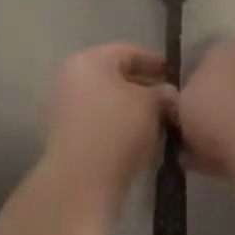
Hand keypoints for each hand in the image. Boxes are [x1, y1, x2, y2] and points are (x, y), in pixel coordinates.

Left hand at [42, 43, 173, 209]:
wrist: (80, 183)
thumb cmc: (117, 129)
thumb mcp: (150, 105)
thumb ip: (162, 93)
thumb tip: (168, 94)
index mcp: (87, 61)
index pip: (126, 51)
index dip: (153, 61)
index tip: (173, 73)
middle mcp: (68, 79)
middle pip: (112, 77)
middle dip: (142, 87)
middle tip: (167, 100)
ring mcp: (60, 110)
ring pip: (104, 102)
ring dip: (129, 110)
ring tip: (156, 123)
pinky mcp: (61, 139)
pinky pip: (95, 124)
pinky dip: (115, 127)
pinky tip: (137, 142)